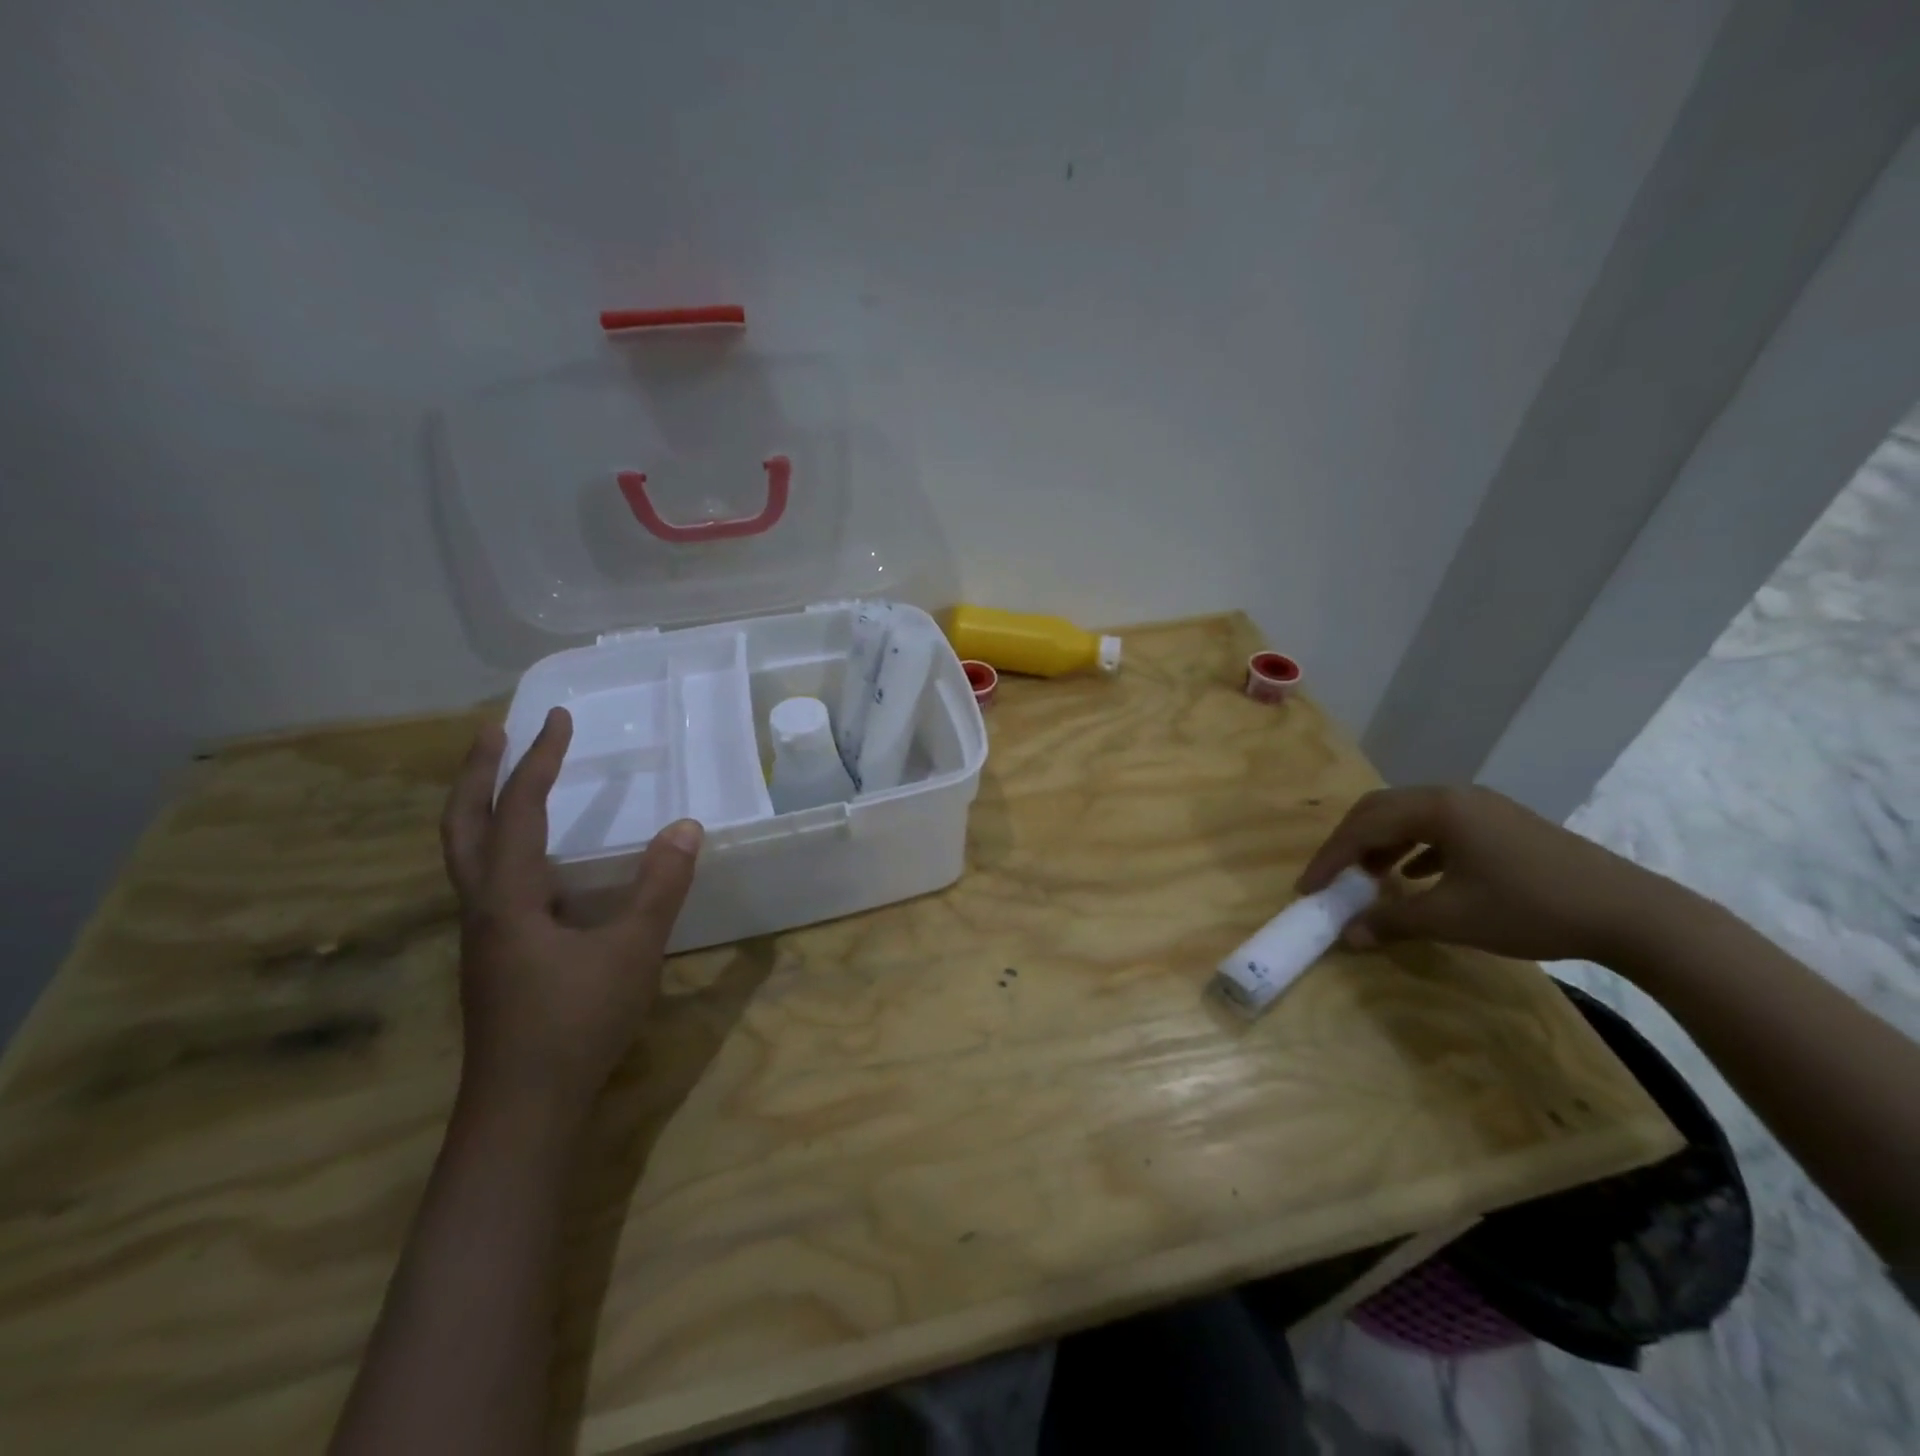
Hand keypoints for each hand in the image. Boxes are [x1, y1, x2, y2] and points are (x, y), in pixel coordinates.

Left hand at [440, 707, 702, 1123]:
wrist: (523, 1110)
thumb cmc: (575, 1023)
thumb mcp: (632, 951)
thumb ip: (659, 886)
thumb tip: (685, 826)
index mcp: (508, 897)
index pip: (518, 811)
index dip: (537, 761)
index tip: (556, 719)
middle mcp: (483, 907)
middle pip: (462, 826)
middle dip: (476, 774)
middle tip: (495, 731)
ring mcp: (484, 935)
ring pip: (467, 856)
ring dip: (482, 808)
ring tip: (507, 780)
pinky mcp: (496, 957)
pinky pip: (490, 881)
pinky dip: (503, 847)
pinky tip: (538, 861)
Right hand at [1296, 785, 1667, 962]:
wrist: (1632, 914)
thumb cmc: (1531, 908)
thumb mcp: (1453, 918)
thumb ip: (1393, 921)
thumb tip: (1347, 935)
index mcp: (1438, 808)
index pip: (1364, 825)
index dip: (1330, 857)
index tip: (1309, 888)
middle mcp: (1454, 796)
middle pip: (1382, 810)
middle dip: (1350, 844)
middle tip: (1332, 878)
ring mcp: (1482, 808)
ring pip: (1411, 818)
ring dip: (1382, 845)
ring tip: (1369, 877)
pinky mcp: (1503, 825)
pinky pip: (1441, 828)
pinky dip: (1415, 849)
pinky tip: (1416, 876)